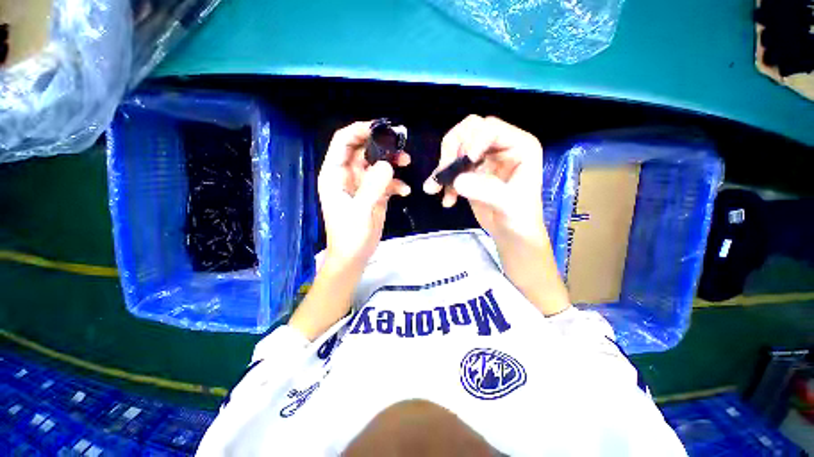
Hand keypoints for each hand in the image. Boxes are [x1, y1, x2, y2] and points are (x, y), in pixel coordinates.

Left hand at [319, 121, 410, 267]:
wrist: (354, 256)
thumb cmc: (350, 235)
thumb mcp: (360, 210)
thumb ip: (373, 186)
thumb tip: (388, 165)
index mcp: (335, 175)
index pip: (344, 142)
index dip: (359, 130)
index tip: (381, 128)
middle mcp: (347, 175)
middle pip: (363, 150)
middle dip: (381, 145)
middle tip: (400, 144)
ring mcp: (362, 185)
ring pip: (376, 164)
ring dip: (391, 162)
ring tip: (407, 163)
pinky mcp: (373, 194)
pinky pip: (385, 181)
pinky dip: (396, 184)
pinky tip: (405, 192)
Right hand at [423, 115, 544, 243]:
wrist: (512, 234)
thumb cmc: (520, 218)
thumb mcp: (509, 205)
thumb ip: (486, 190)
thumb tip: (457, 180)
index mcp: (519, 146)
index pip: (491, 129)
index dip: (473, 142)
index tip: (464, 165)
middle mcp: (500, 147)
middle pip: (469, 131)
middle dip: (452, 150)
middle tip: (444, 172)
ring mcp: (484, 159)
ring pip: (456, 147)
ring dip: (443, 167)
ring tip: (436, 188)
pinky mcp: (471, 172)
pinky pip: (451, 168)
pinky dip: (444, 181)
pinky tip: (447, 200)